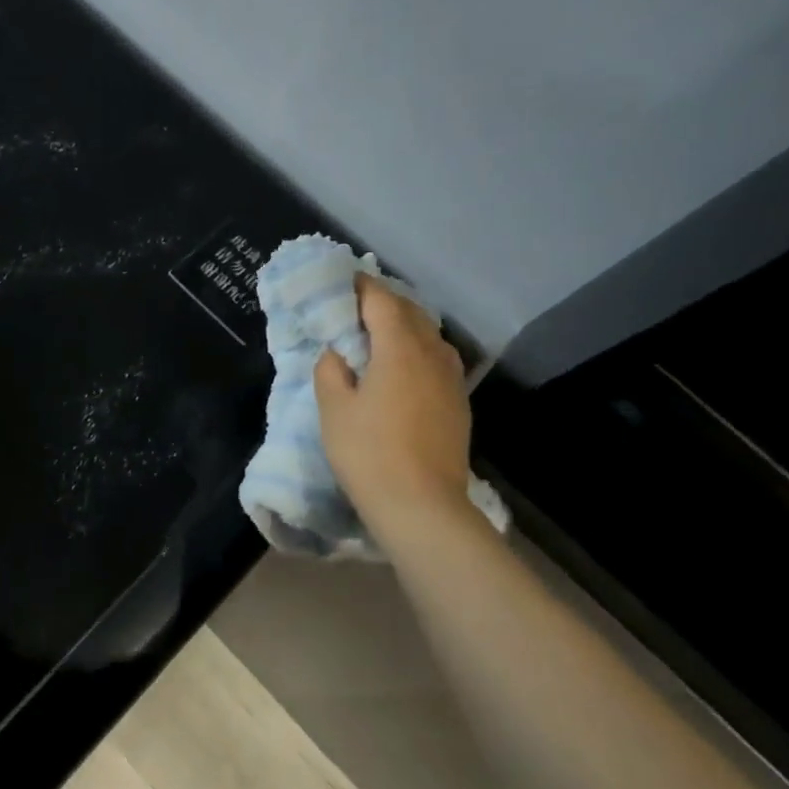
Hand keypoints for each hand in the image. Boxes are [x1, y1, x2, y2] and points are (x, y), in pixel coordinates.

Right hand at [314, 276, 475, 539]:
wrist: (423, 506)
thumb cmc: (369, 453)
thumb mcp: (333, 409)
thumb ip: (330, 370)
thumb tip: (338, 353)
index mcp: (399, 348)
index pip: (381, 300)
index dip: (361, 287)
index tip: (341, 281)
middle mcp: (432, 354)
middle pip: (410, 312)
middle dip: (383, 302)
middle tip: (354, 307)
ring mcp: (451, 378)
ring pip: (428, 335)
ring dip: (404, 325)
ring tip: (378, 334)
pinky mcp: (458, 402)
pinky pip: (437, 359)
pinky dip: (417, 349)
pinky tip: (403, 367)